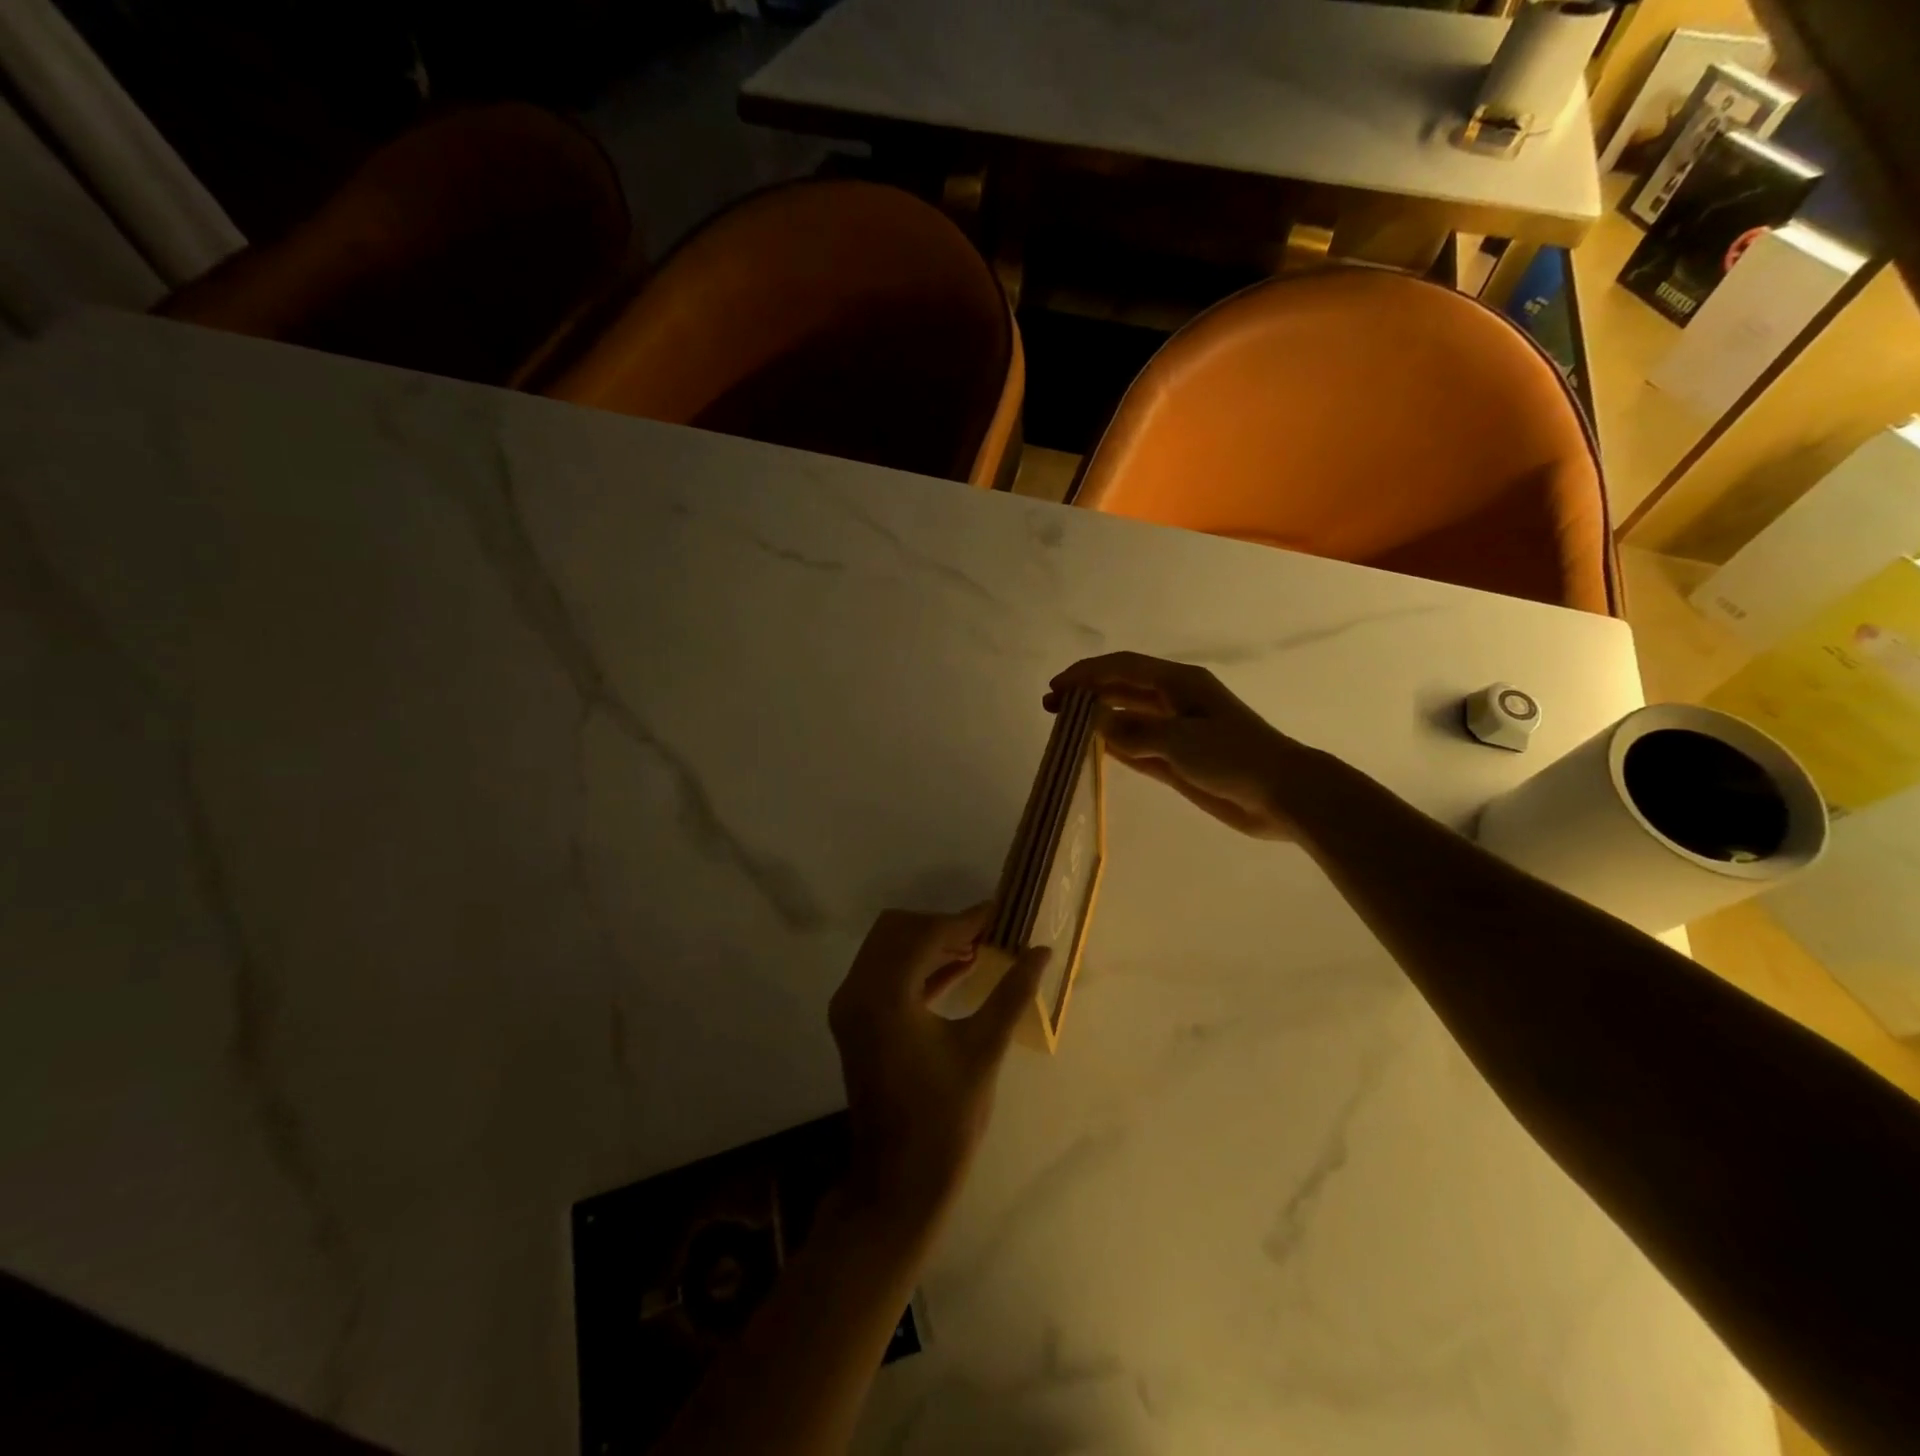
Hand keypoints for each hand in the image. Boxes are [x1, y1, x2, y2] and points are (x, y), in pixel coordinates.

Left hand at [829, 907, 1048, 1233]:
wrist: (899, 1182)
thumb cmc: (945, 1119)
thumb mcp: (984, 1050)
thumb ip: (1012, 994)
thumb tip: (1041, 952)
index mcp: (884, 997)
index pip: (925, 935)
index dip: (965, 921)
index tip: (1000, 914)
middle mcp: (857, 992)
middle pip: (898, 930)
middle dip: (943, 927)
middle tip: (987, 934)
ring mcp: (850, 1008)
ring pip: (889, 948)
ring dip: (930, 943)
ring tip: (979, 948)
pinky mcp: (855, 1022)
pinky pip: (885, 974)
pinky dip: (917, 966)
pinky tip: (958, 968)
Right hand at [1045, 652, 1311, 839]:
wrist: (1283, 794)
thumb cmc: (1234, 757)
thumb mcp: (1180, 740)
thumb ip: (1133, 731)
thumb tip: (1094, 721)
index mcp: (1180, 683)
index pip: (1123, 668)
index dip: (1087, 674)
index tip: (1056, 688)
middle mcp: (1175, 701)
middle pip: (1123, 689)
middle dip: (1087, 694)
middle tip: (1050, 706)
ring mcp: (1178, 730)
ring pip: (1128, 717)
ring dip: (1098, 718)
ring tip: (1064, 727)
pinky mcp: (1180, 758)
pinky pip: (1139, 745)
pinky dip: (1116, 743)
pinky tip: (1095, 747)